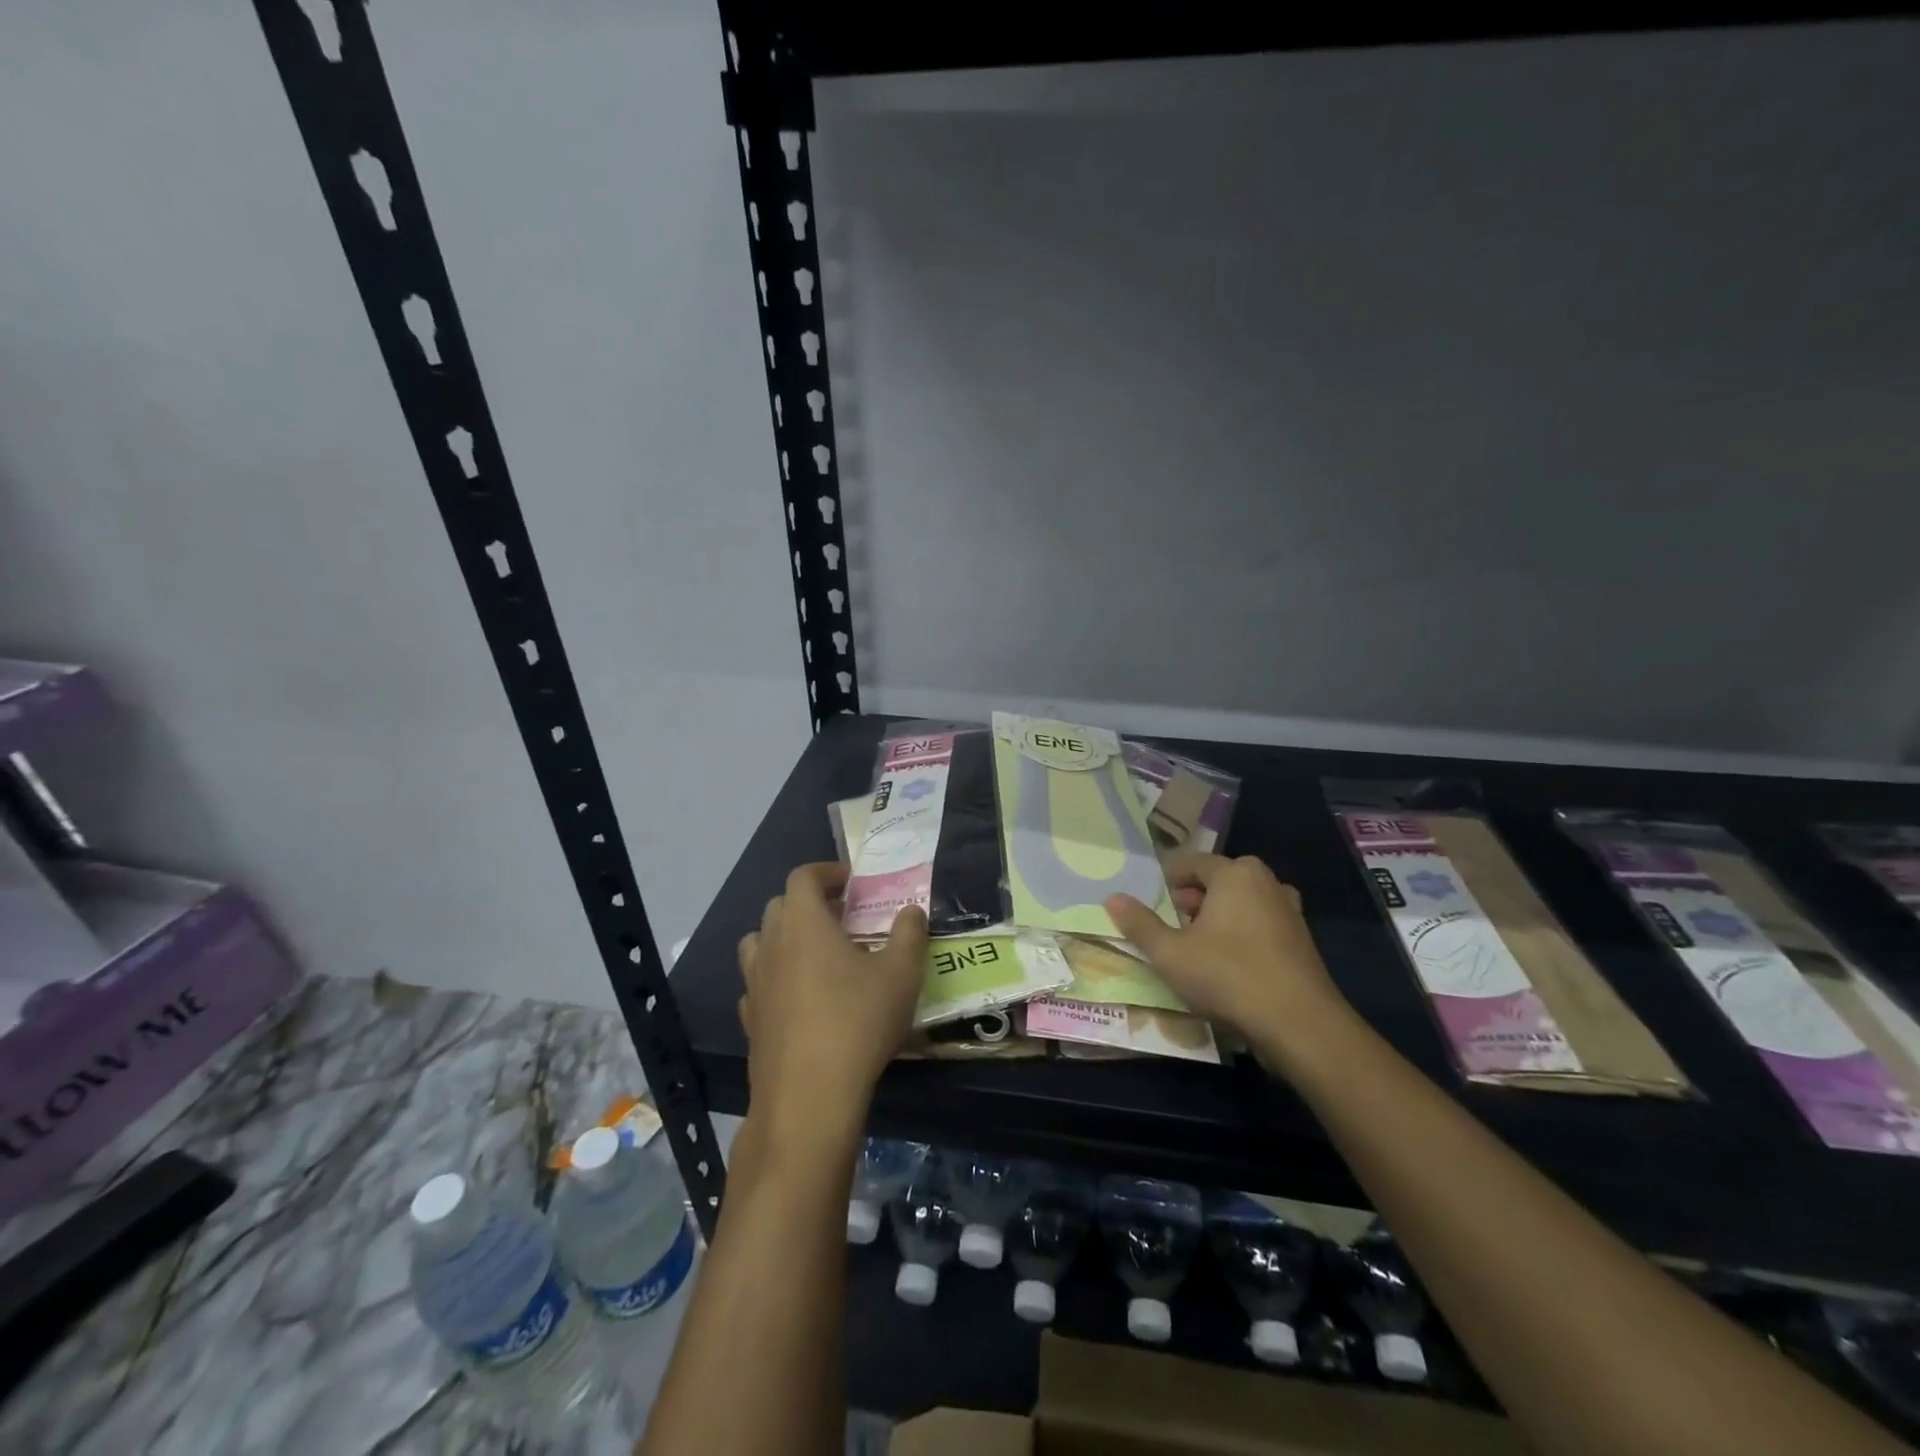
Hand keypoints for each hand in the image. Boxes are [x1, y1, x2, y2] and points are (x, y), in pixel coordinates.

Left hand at [737, 863, 928, 1137]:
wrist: (809, 1095)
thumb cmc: (858, 1021)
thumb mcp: (901, 974)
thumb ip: (909, 934)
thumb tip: (911, 910)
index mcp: (804, 923)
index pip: (803, 877)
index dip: (826, 871)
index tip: (850, 881)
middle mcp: (772, 945)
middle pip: (779, 906)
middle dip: (808, 902)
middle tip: (841, 916)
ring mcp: (755, 983)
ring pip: (759, 943)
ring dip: (784, 937)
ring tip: (815, 953)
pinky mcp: (750, 1019)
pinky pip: (758, 983)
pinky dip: (775, 978)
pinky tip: (798, 997)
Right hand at [1106, 853, 1350, 1052]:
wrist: (1300, 1026)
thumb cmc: (1228, 976)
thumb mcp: (1170, 953)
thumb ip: (1140, 924)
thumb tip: (1112, 898)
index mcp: (1235, 873)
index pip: (1190, 862)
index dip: (1164, 880)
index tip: (1146, 902)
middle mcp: (1266, 882)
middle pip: (1216, 882)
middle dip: (1188, 901)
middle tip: (1167, 928)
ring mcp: (1288, 912)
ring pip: (1238, 905)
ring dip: (1214, 921)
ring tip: (1192, 948)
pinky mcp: (1300, 942)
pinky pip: (1258, 926)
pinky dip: (1238, 937)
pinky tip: (1224, 967)